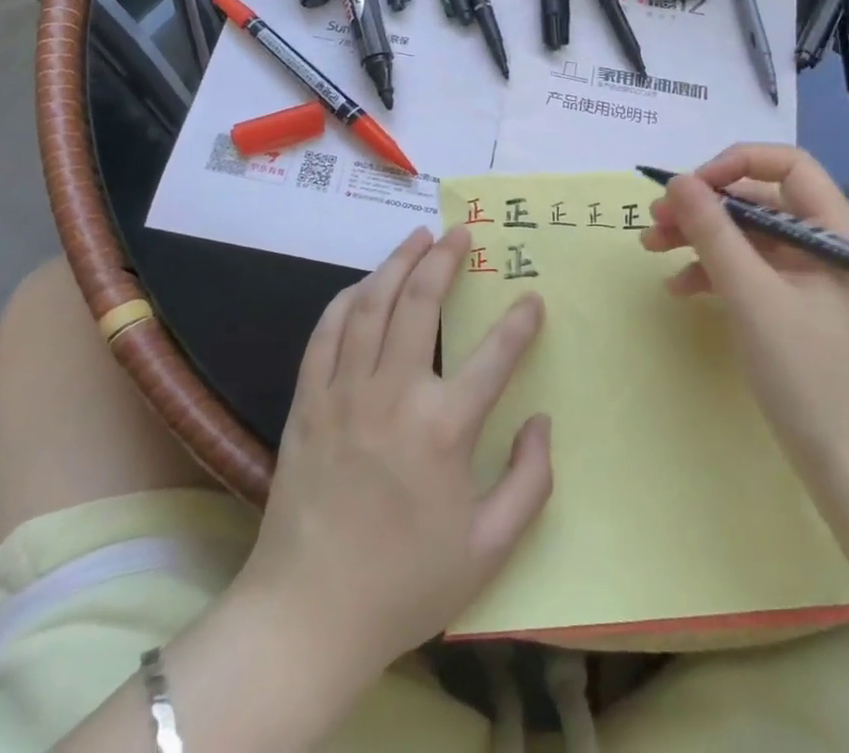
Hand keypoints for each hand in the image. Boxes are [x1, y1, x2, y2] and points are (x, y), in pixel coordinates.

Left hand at [237, 225, 553, 681]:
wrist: (308, 615)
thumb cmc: (406, 584)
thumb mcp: (489, 549)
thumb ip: (529, 482)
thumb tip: (541, 421)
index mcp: (444, 429)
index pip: (495, 355)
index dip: (519, 322)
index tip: (531, 299)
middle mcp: (394, 395)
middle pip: (420, 303)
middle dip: (444, 259)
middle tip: (459, 232)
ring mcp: (344, 393)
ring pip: (372, 304)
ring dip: (396, 263)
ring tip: (417, 238)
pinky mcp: (308, 402)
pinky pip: (326, 333)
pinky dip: (347, 300)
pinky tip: (363, 285)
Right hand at [641, 143, 848, 481]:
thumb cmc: (808, 374)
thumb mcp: (752, 296)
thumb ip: (714, 232)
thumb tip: (679, 181)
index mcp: (834, 231)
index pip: (788, 165)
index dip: (736, 164)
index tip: (691, 188)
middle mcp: (824, 245)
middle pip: (760, 201)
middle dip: (705, 206)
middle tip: (655, 220)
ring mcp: (810, 279)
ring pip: (748, 236)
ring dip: (700, 237)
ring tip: (651, 246)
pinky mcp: (794, 309)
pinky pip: (750, 272)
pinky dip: (713, 272)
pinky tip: (679, 288)